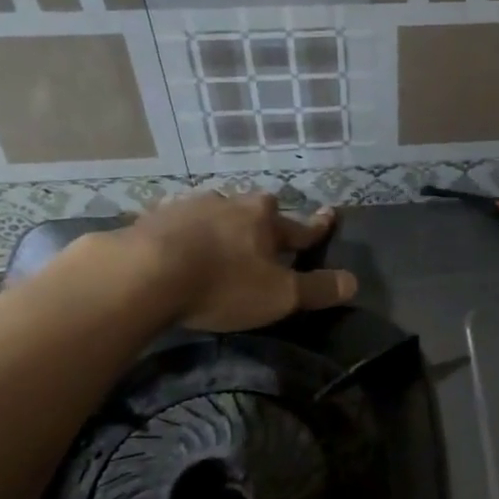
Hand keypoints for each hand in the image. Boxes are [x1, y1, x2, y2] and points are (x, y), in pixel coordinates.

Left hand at [74, 191, 357, 331]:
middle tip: (265, 231)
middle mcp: (230, 204)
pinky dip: (183, 230)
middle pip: (256, 208)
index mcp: (264, 219)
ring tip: (219, 235)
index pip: (300, 226)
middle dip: (264, 219)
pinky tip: (176, 239)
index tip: (331, 214)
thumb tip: (354, 282)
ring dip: (221, 222)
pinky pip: (176, 220)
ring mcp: (188, 207)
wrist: (143, 273)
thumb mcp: (279, 295)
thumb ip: (317, 289)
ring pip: (215, 210)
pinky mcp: (153, 218)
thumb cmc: (222, 284)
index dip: (318, 226)